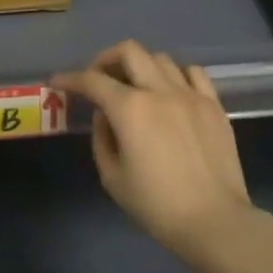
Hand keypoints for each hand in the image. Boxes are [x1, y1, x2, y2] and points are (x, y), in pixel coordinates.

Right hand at [53, 41, 255, 266]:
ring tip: (136, 86)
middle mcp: (160, 90)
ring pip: (161, 58)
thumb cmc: (157, 206)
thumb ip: (102, 139)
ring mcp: (191, 94)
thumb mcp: (113, 178)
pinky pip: (193, 73)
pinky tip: (171, 91)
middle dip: (106, 59)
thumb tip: (105, 116)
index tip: (58, 82)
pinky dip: (176, 75)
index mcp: (130, 109)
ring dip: (141, 67)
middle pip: (129, 51)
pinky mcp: (214, 104)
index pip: (93, 80)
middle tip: (99, 78)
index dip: (70, 78)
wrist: (214, 220)